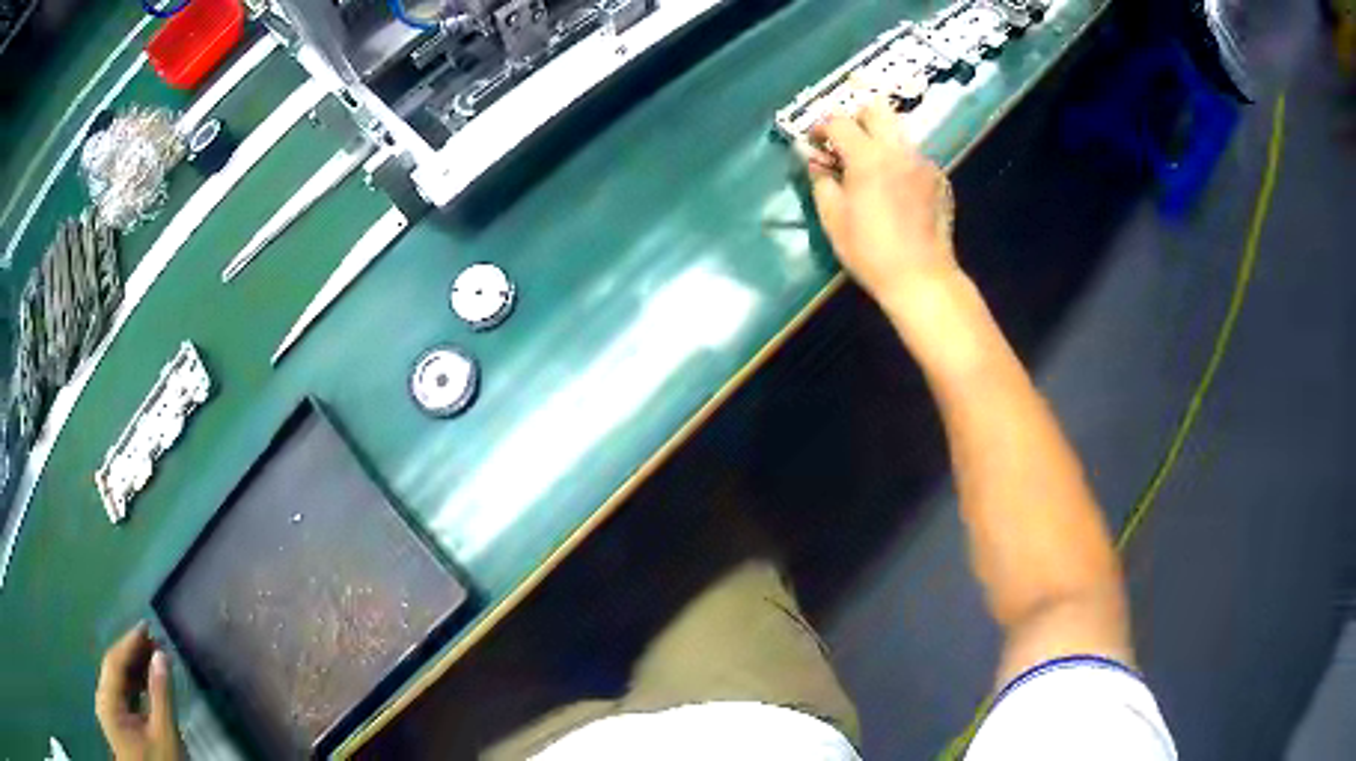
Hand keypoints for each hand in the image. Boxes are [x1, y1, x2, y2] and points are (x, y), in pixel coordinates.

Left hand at [95, 623, 180, 760]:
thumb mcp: (165, 736)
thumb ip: (161, 696)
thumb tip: (161, 656)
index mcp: (108, 702)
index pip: (115, 661)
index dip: (130, 641)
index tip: (147, 625)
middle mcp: (103, 700)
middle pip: (114, 669)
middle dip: (133, 653)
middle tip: (154, 639)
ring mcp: (108, 712)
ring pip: (118, 681)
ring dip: (134, 668)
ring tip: (153, 656)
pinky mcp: (116, 722)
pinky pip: (122, 695)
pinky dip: (134, 685)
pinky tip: (146, 682)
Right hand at [801, 103, 958, 306]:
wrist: (921, 278)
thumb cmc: (870, 252)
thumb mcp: (833, 219)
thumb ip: (821, 180)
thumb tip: (815, 161)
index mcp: (869, 157)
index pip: (839, 122)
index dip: (821, 127)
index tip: (815, 142)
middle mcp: (899, 150)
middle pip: (877, 109)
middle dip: (856, 118)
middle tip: (845, 142)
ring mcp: (924, 162)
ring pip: (898, 132)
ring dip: (879, 140)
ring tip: (870, 168)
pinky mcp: (940, 179)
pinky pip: (914, 156)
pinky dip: (899, 162)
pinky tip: (895, 190)